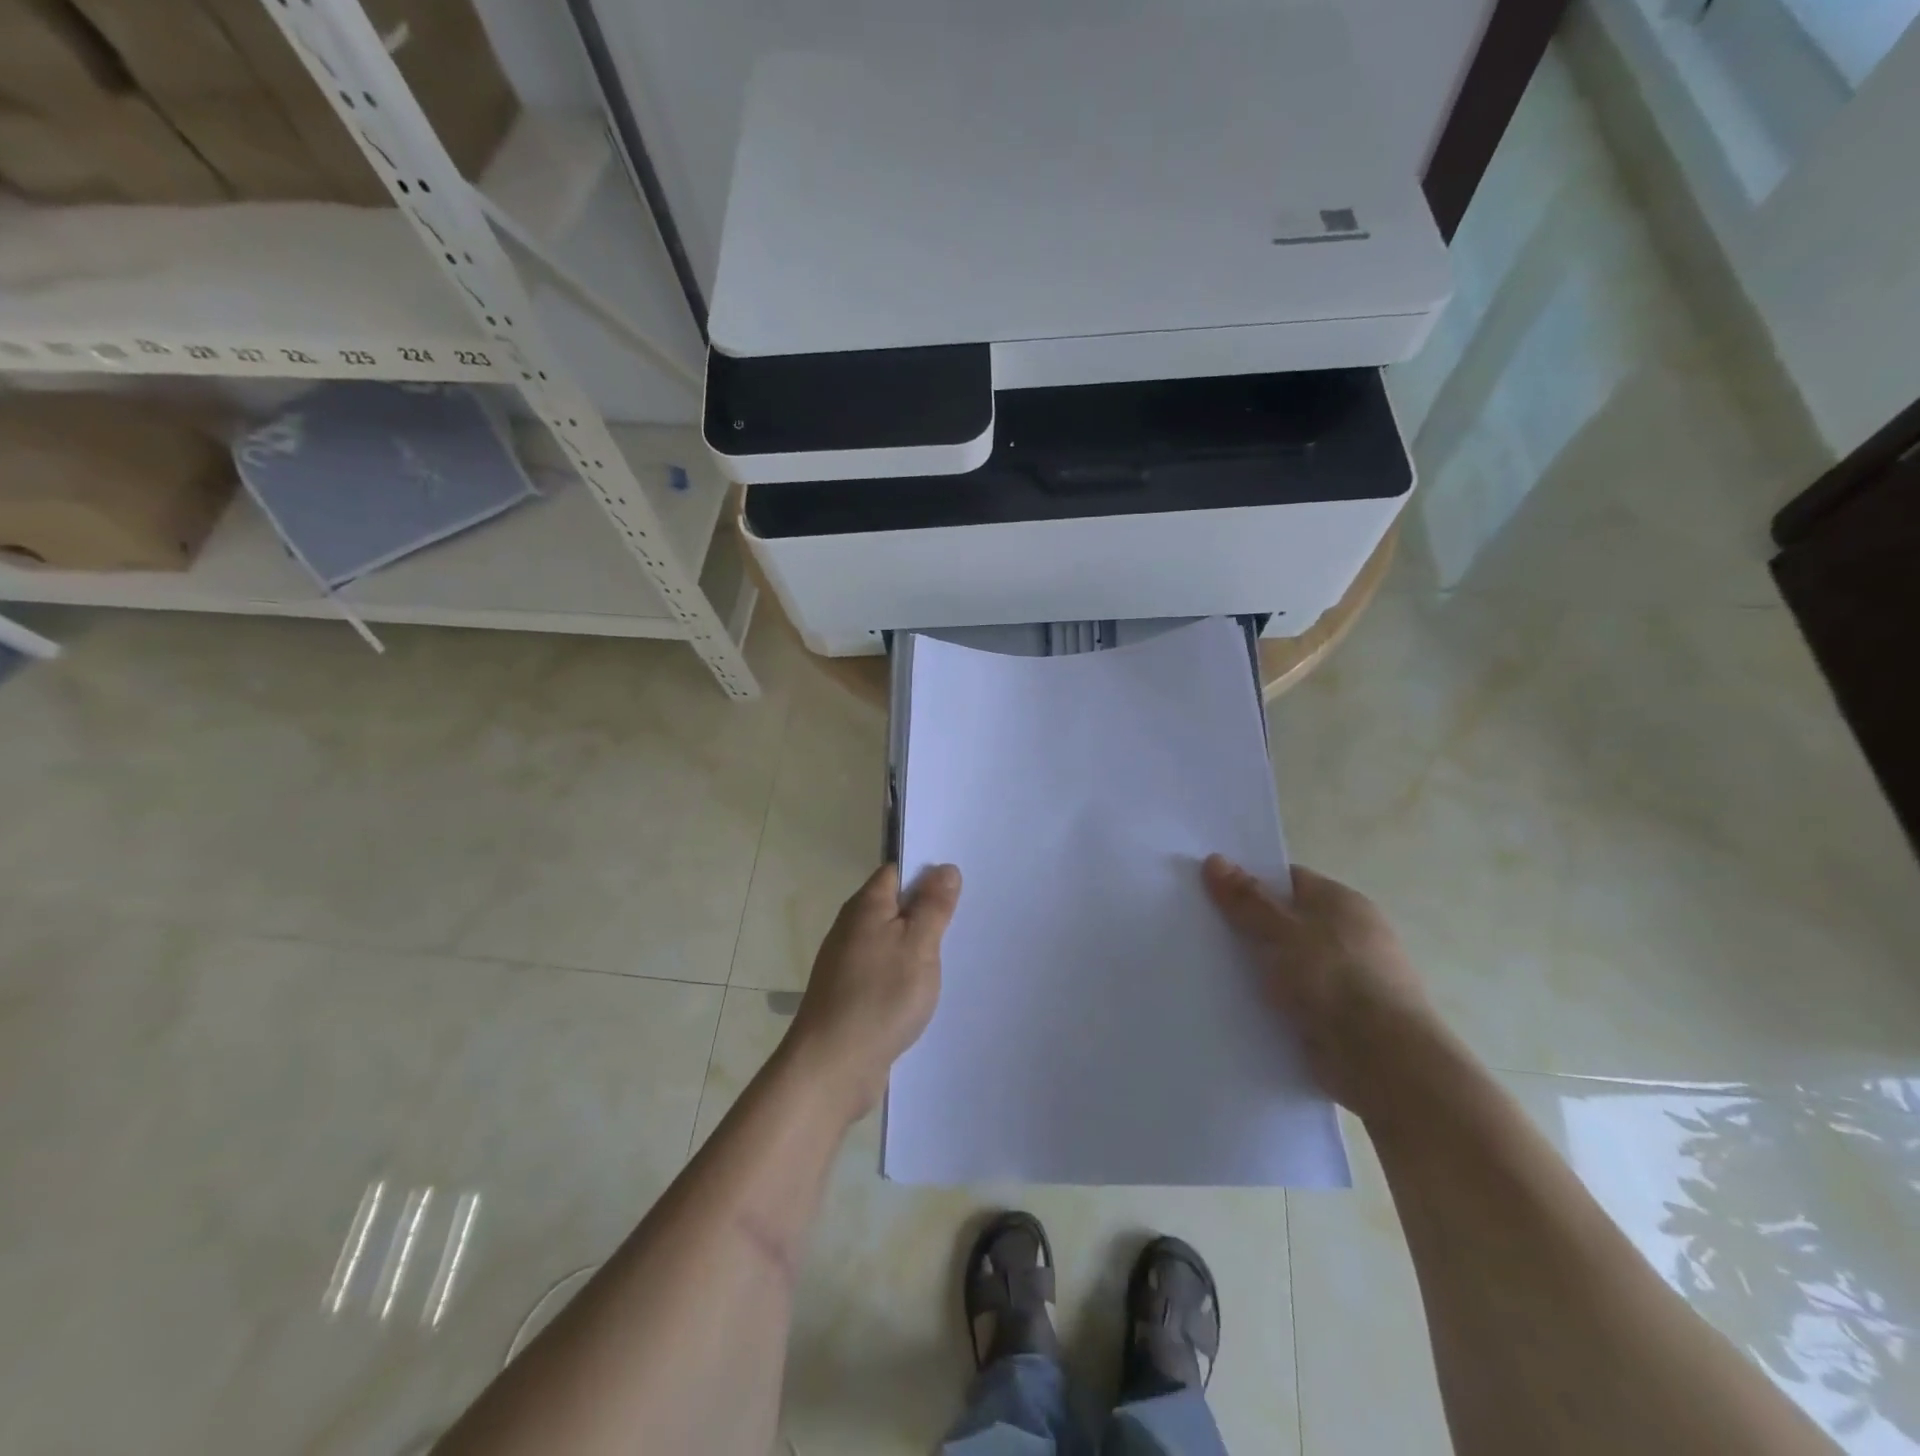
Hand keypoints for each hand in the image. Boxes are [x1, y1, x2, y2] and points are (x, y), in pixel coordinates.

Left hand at [784, 863, 962, 1124]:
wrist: (832, 1067)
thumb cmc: (880, 998)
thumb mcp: (918, 946)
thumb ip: (933, 906)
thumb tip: (944, 868)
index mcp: (866, 906)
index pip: (897, 872)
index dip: (927, 873)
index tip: (960, 885)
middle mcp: (851, 928)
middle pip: (894, 906)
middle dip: (926, 911)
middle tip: (966, 919)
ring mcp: (847, 963)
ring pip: (890, 940)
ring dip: (917, 945)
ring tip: (954, 953)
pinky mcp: (849, 995)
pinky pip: (884, 970)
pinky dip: (904, 974)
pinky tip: (924, 990)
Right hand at [1203, 855, 1438, 1119]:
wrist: (1383, 1062)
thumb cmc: (1335, 980)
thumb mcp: (1282, 931)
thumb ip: (1247, 899)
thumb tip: (1215, 859)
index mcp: (1341, 903)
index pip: (1287, 880)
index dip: (1248, 882)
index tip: (1207, 890)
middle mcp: (1346, 935)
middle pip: (1283, 921)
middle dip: (1245, 926)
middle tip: (1197, 927)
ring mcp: (1343, 978)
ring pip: (1284, 962)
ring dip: (1254, 967)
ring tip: (1203, 966)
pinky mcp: (1336, 1017)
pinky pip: (1290, 999)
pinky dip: (1267, 1001)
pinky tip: (1232, 1003)